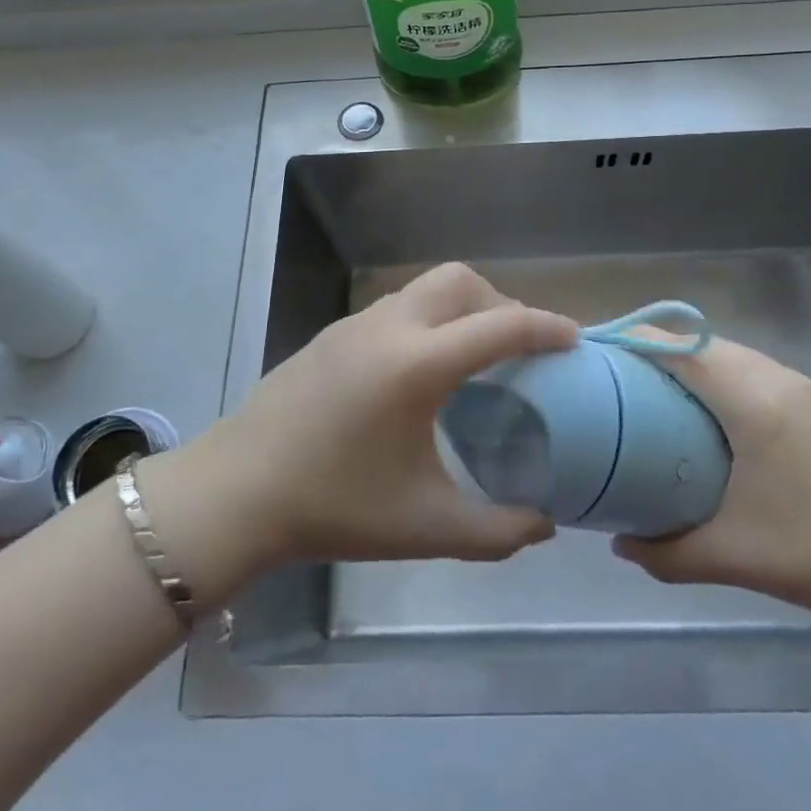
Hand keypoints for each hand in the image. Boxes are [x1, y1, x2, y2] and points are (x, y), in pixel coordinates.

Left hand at [169, 264, 575, 583]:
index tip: (574, 339)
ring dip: (461, 308)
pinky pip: (398, 306)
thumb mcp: (426, 526)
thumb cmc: (334, 506)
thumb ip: (497, 529)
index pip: (501, 326)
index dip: (545, 327)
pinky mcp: (333, 333)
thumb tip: (544, 523)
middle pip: (461, 281)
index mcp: (418, 364)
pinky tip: (421, 370)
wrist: (236, 491)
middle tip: (518, 350)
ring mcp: (356, 324)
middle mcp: (391, 326)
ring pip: (426, 288)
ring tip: (473, 358)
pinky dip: (428, 319)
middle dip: (500, 303)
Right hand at [611, 334, 810, 627]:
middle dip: (663, 349)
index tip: (605, 351)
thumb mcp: (729, 557)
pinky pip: (764, 372)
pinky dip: (730, 377)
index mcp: (755, 403)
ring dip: (699, 362)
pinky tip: (720, 414)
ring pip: (739, 356)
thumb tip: (617, 541)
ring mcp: (810, 389)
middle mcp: (782, 381)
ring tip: (664, 390)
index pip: (686, 350)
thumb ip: (664, 551)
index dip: (641, 341)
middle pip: (709, 345)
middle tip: (625, 376)